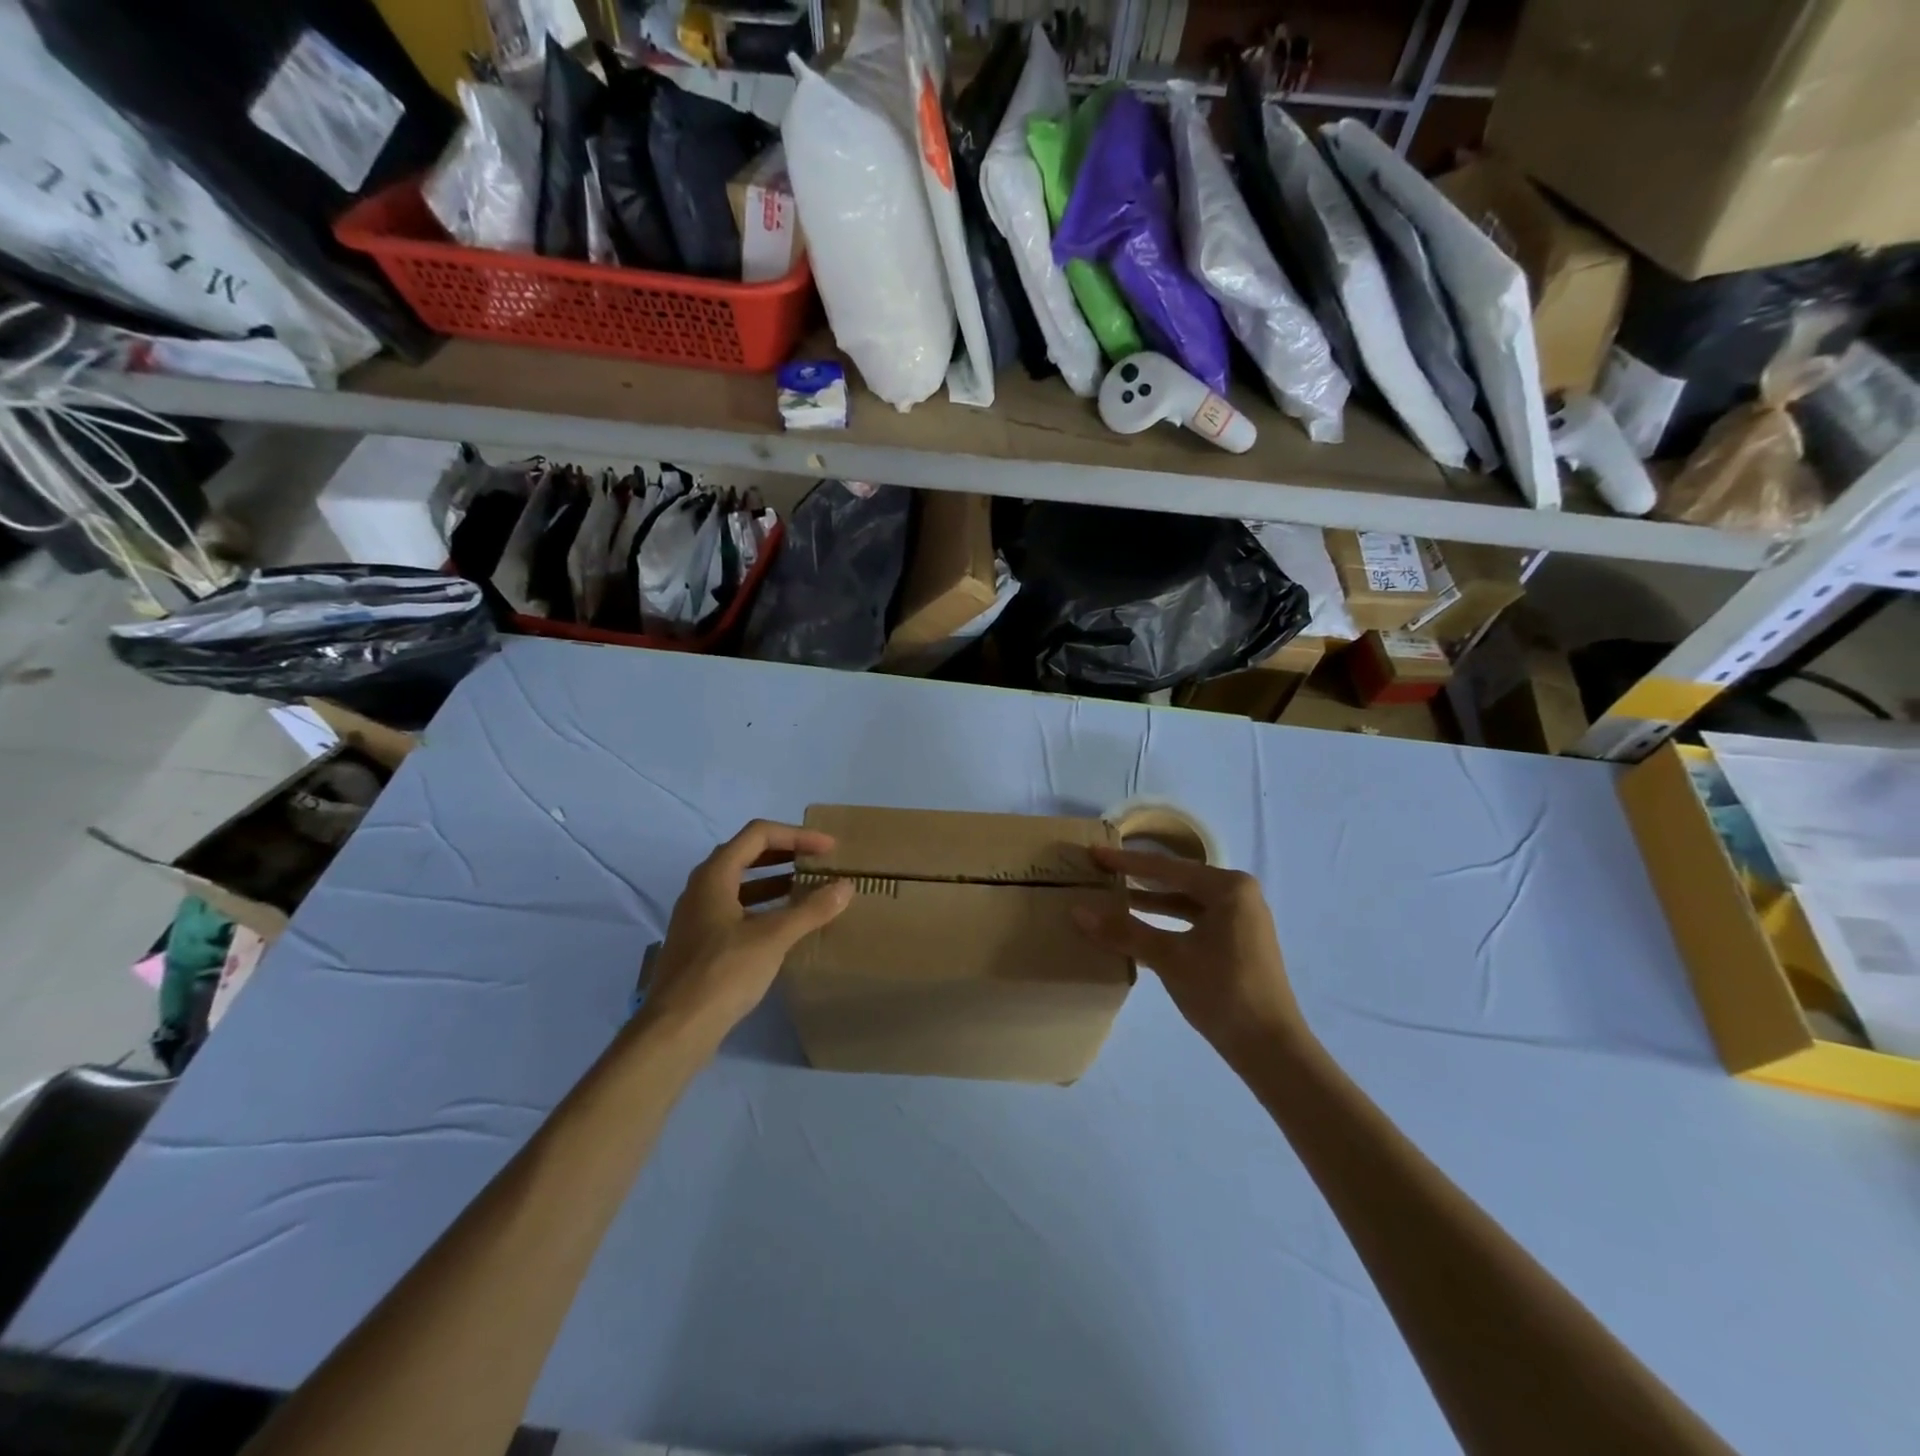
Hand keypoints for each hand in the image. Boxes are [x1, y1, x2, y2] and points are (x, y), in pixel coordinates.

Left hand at [643, 820, 853, 1040]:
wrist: (676, 1030)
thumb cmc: (723, 972)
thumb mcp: (773, 937)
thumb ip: (811, 909)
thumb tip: (845, 886)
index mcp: (714, 875)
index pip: (758, 834)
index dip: (797, 835)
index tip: (828, 848)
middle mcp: (702, 887)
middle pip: (747, 854)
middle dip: (786, 854)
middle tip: (819, 862)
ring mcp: (698, 916)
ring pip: (741, 884)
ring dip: (775, 881)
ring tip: (809, 889)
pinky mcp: (701, 942)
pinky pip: (737, 909)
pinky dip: (764, 906)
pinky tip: (786, 925)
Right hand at [1073, 848, 1303, 1052]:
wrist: (1270, 1048)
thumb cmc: (1222, 991)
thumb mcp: (1170, 957)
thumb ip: (1124, 931)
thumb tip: (1077, 912)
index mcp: (1228, 888)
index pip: (1167, 868)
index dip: (1127, 862)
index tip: (1095, 852)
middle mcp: (1238, 895)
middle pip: (1177, 881)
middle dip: (1138, 879)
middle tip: (1101, 871)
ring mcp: (1240, 919)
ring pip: (1185, 902)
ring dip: (1151, 902)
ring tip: (1113, 898)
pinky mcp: (1237, 942)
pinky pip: (1193, 921)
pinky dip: (1166, 922)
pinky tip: (1138, 928)